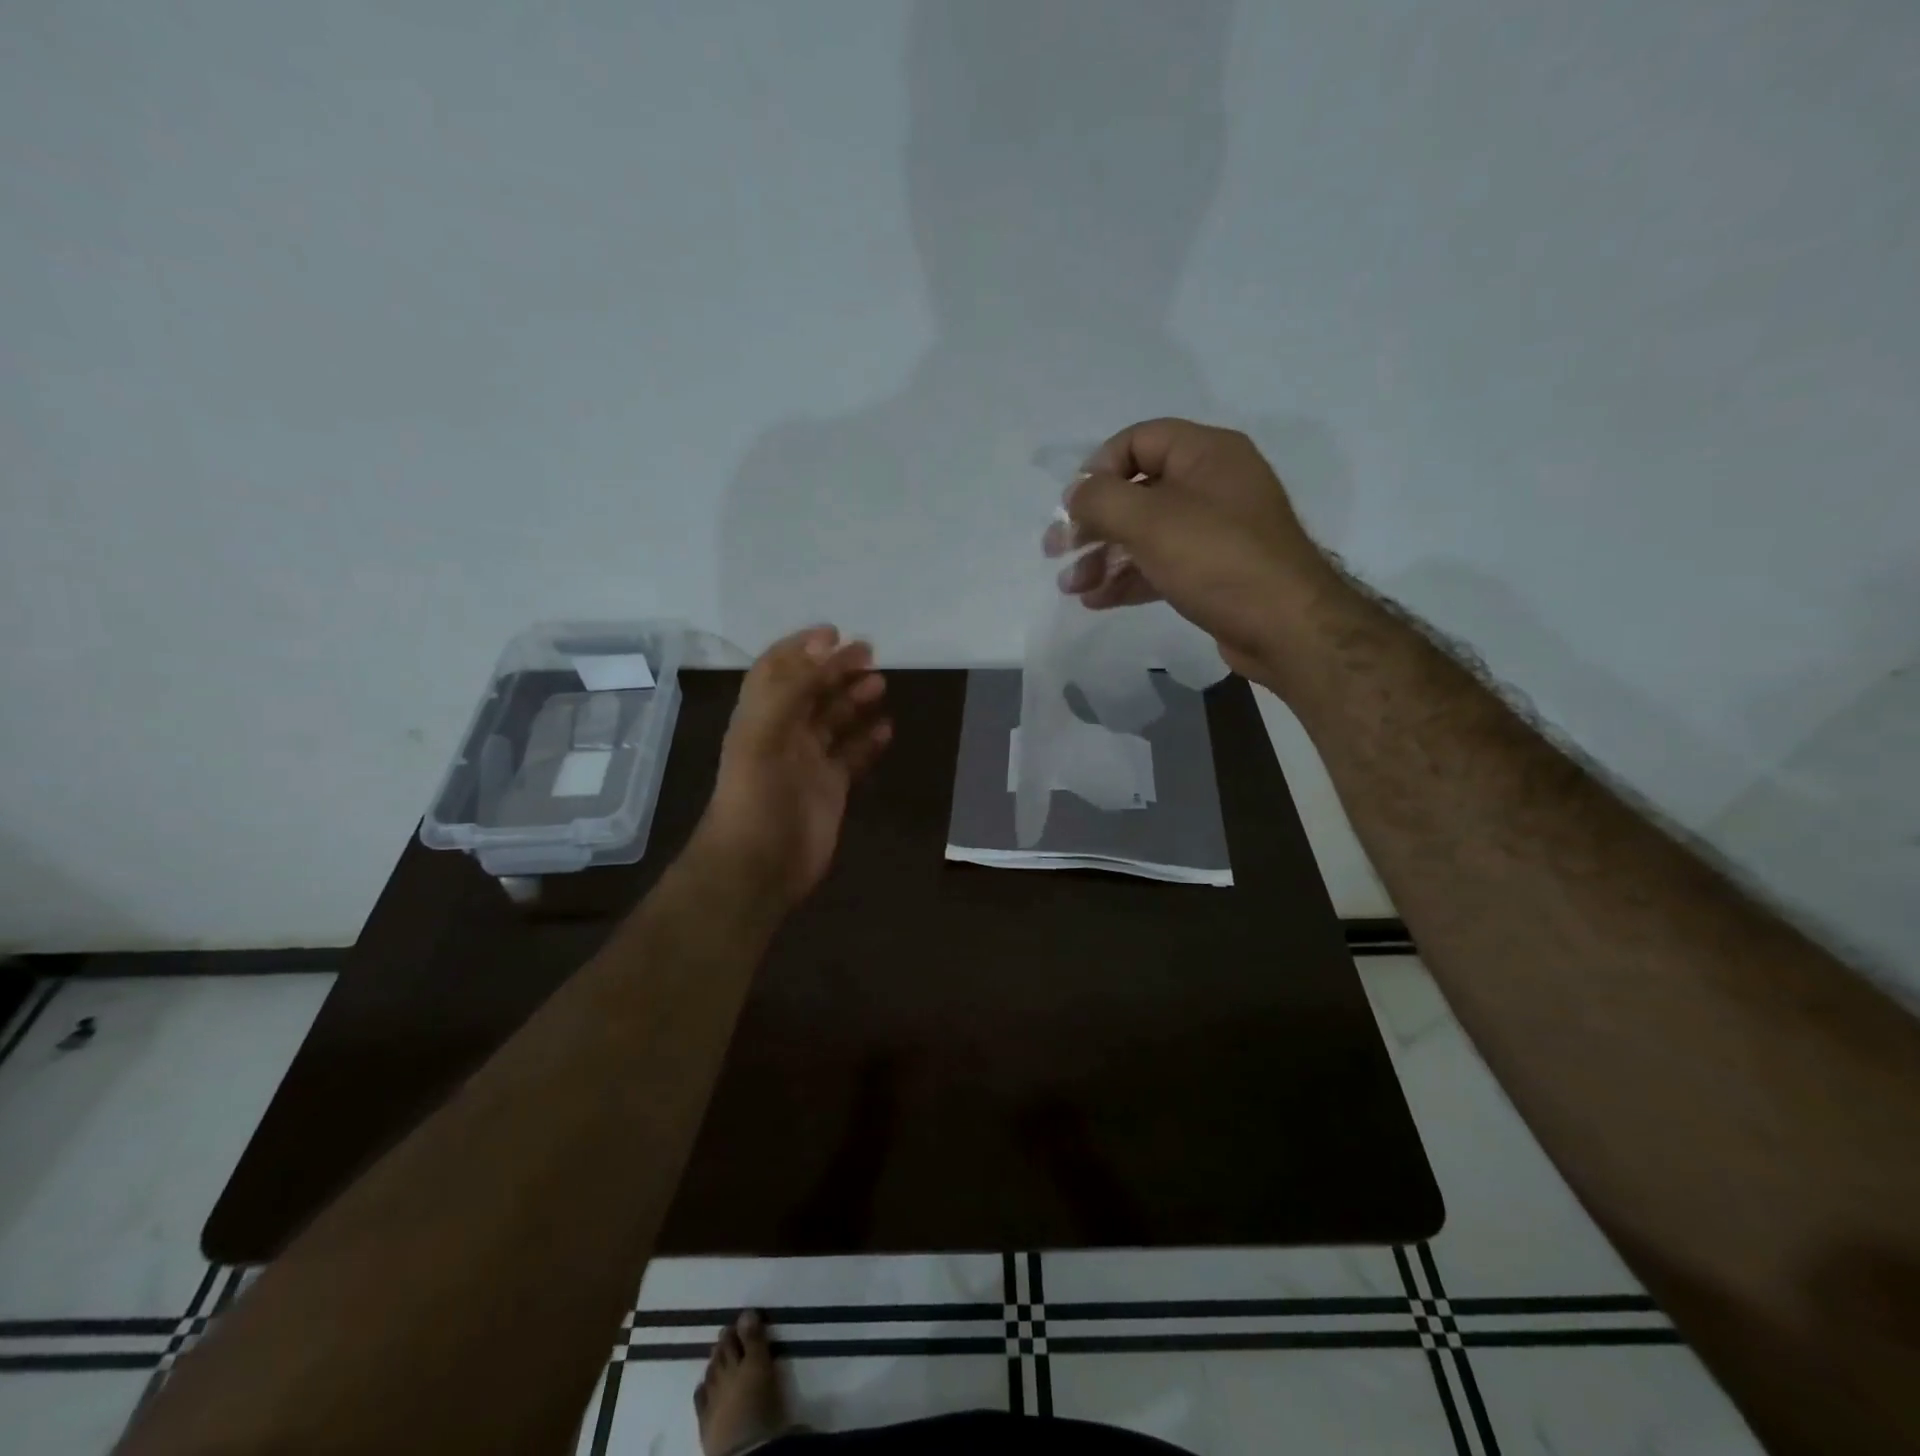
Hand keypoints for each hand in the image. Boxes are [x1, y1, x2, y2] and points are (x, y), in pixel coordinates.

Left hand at [695, 626, 890, 908]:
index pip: (778, 670)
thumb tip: (823, 643)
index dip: (802, 648)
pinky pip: (851, 757)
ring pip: (834, 721)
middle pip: (811, 691)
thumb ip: (790, 687)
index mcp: (761, 716)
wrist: (759, 866)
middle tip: (869, 653)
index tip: (834, 633)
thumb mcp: (764, 734)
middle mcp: (783, 734)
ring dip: (854, 700)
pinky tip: (886, 730)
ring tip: (881, 685)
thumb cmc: (757, 797)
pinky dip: (867, 742)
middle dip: (836, 669)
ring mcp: (808, 763)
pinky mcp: (830, 789)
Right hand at [1042, 418, 1344, 686]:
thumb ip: (1101, 499)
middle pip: (1137, 491)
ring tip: (1071, 586)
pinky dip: (1128, 578)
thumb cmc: (1216, 559)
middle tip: (1056, 550)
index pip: (1139, 440)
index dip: (1099, 468)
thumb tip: (1075, 495)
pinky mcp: (1213, 571)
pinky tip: (1096, 600)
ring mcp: (1215, 530)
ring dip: (1103, 557)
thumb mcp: (1150, 521)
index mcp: (1206, 453)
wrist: (1284, 627)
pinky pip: (1161, 564)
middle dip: (1092, 522)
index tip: (1072, 505)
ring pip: (1145, 534)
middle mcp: (1212, 484)